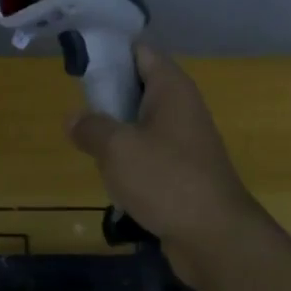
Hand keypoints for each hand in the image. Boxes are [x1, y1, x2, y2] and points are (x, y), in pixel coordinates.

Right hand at [66, 45, 260, 285]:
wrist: (216, 239)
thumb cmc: (167, 180)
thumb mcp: (117, 148)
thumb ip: (91, 127)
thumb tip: (74, 119)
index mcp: (171, 88)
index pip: (139, 51)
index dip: (109, 52)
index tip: (78, 63)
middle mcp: (181, 107)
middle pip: (138, 85)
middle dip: (106, 94)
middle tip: (76, 107)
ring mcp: (184, 141)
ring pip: (140, 122)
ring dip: (115, 131)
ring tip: (87, 143)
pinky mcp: (182, 171)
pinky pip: (149, 153)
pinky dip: (129, 160)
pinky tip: (110, 177)